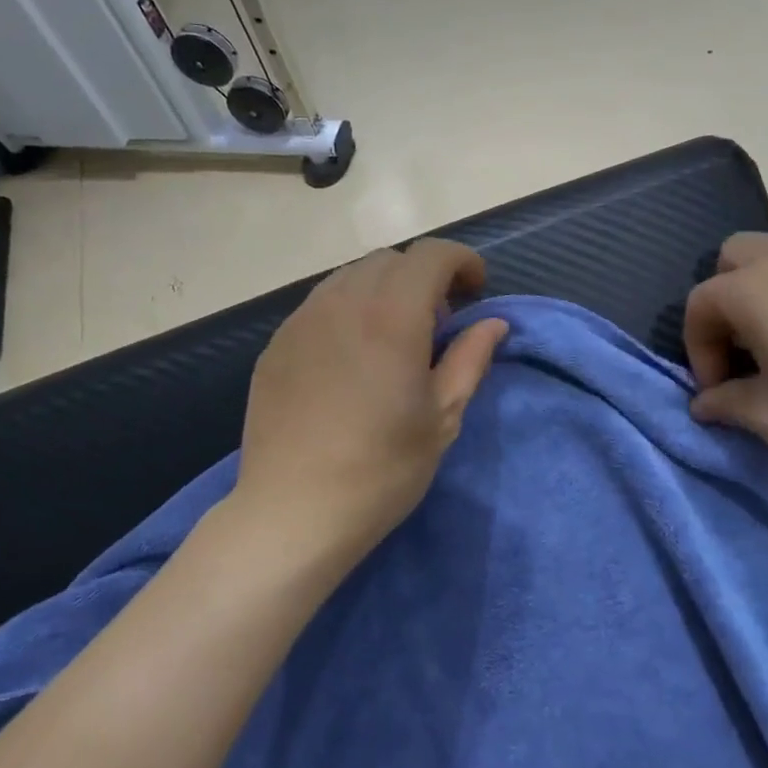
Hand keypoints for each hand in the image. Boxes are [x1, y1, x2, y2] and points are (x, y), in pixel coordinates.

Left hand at [234, 239, 508, 574]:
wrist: (293, 512)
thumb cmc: (381, 469)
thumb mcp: (442, 417)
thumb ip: (470, 359)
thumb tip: (492, 323)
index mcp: (391, 317)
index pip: (430, 255)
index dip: (461, 262)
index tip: (475, 291)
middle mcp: (342, 303)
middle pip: (390, 260)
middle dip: (424, 277)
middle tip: (438, 323)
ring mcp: (301, 321)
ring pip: (350, 277)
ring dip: (384, 290)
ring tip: (394, 338)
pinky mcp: (275, 345)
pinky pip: (320, 305)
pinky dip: (349, 310)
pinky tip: (352, 358)